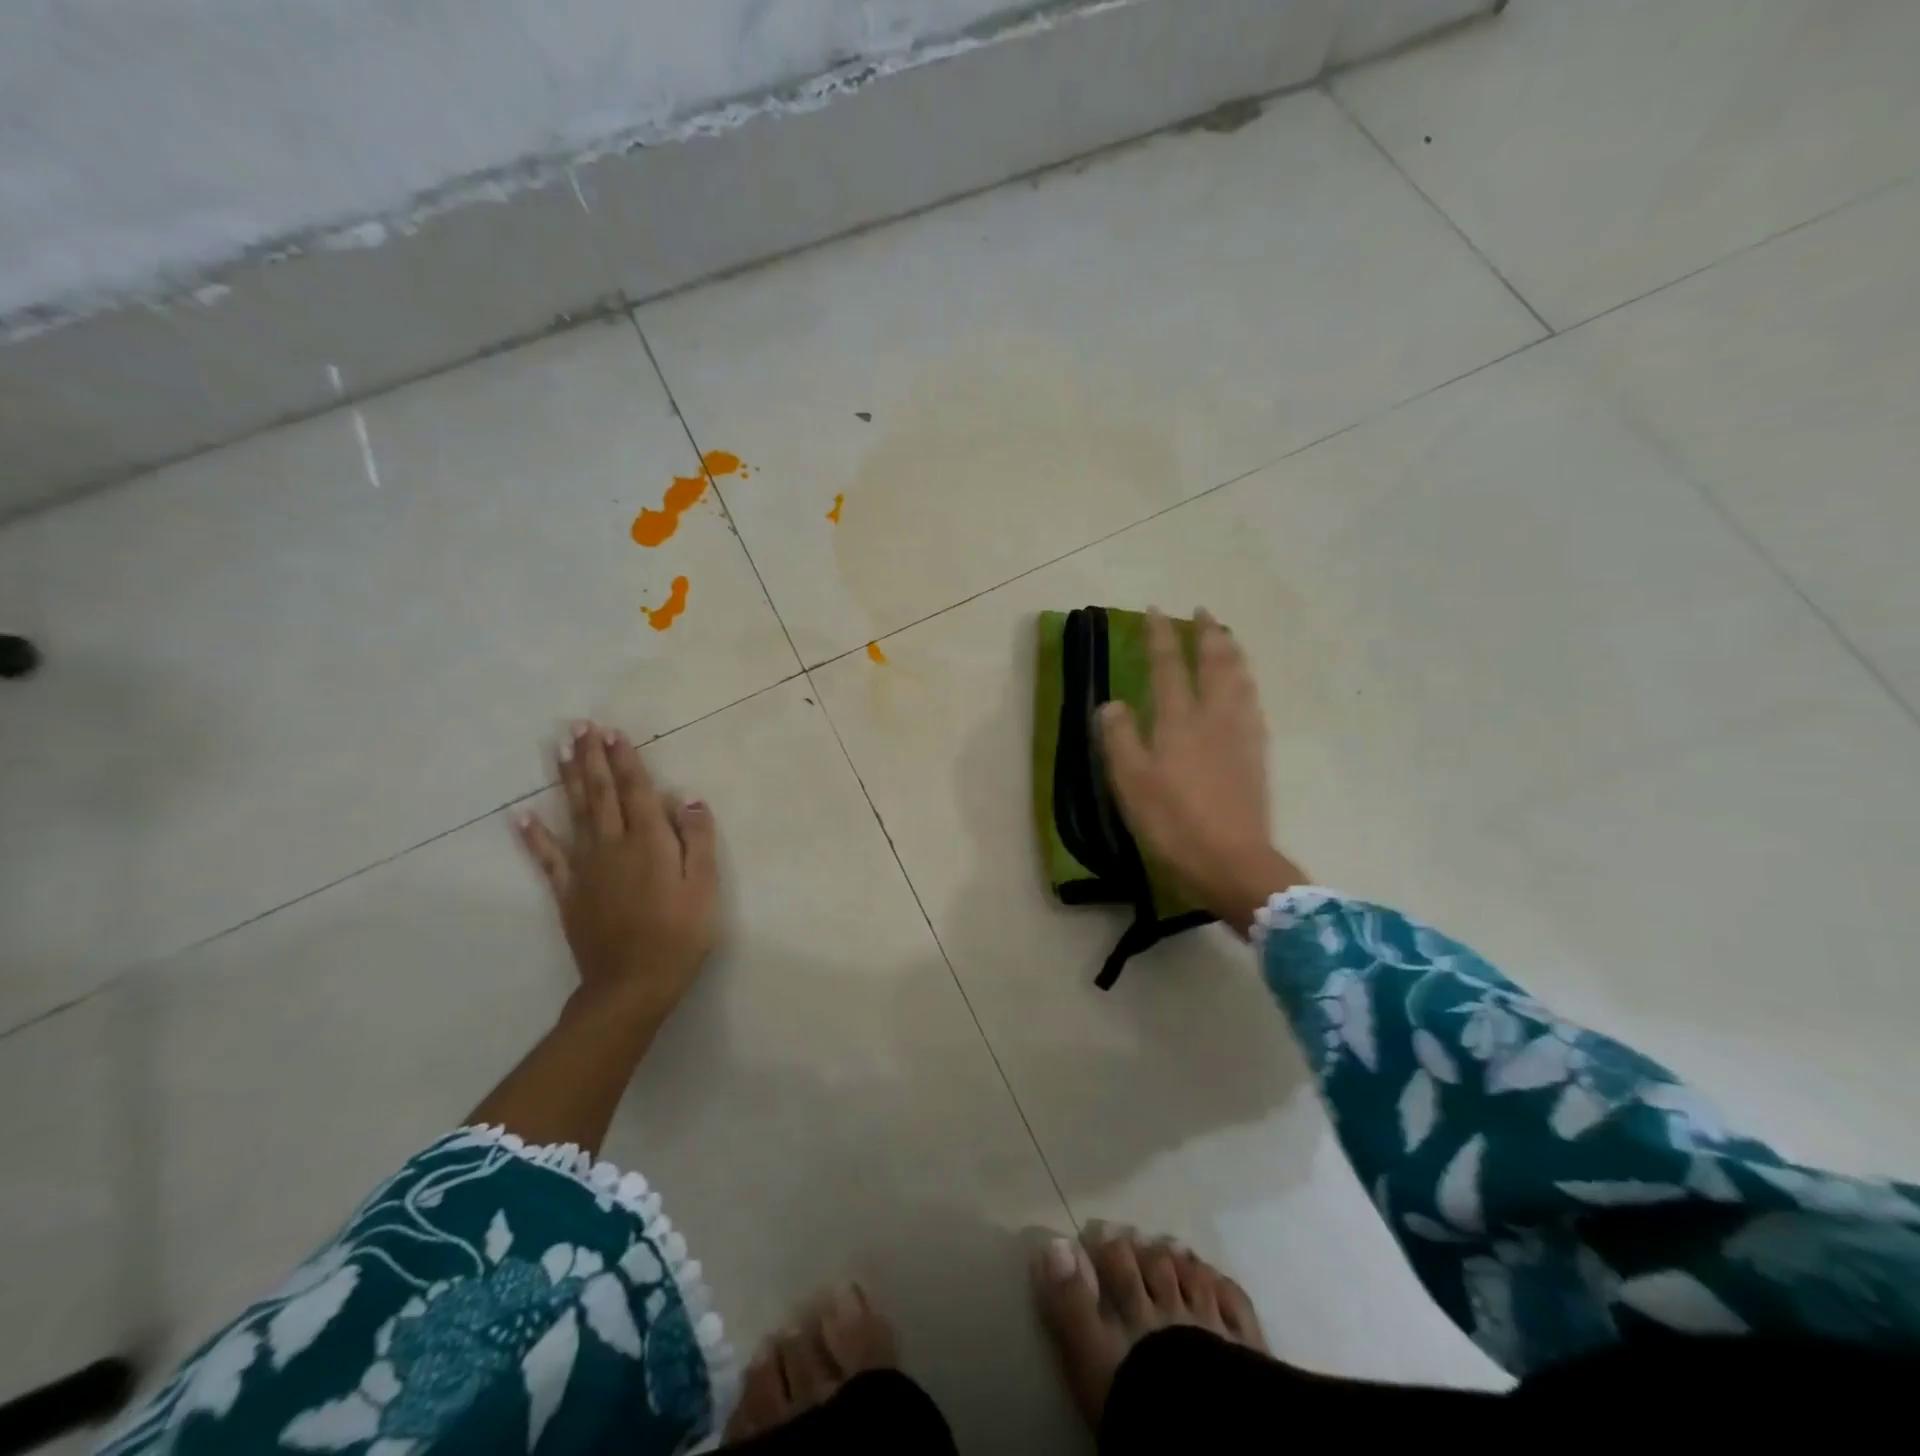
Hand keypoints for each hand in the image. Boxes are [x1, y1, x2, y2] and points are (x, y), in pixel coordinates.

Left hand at [515, 720, 718, 1029]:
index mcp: (649, 842)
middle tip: (580, 726)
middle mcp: (613, 845)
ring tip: (561, 750)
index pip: (635, 791)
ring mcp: (586, 868)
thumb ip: (697, 839)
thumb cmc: (679, 934)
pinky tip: (521, 814)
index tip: (612, 732)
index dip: (624, 760)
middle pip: (600, 794)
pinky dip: (533, 835)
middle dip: (592, 758)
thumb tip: (687, 798)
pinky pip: (547, 858)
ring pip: (574, 814)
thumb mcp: (704, 886)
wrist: (632, 984)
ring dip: (567, 780)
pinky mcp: (569, 891)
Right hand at [1098, 608, 1303, 935]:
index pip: (1169, 665)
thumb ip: (1120, 738)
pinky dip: (1246, 681)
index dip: (1161, 636)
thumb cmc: (1172, 822)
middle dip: (1208, 633)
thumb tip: (1112, 703)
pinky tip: (1244, 687)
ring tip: (1226, 637)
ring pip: (1241, 678)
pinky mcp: (1257, 754)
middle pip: (1216, 662)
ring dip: (1232, 651)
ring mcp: (1241, 734)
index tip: (1155, 610)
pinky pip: (1252, 701)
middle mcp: (1215, 717)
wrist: (1232, 861)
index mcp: (1179, 720)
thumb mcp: (1131, 783)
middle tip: (1202, 611)